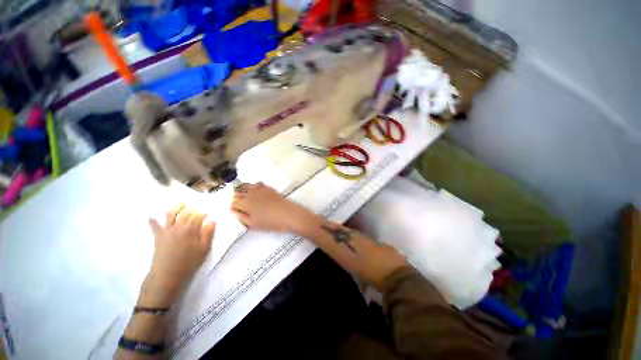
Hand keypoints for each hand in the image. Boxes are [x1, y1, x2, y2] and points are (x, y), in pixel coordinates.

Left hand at [140, 205, 215, 306]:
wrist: (167, 275)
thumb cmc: (189, 262)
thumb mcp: (204, 249)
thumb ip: (208, 233)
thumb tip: (211, 221)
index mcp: (191, 229)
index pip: (197, 216)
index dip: (202, 213)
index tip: (206, 214)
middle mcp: (178, 227)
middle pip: (185, 213)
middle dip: (191, 209)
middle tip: (195, 209)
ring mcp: (167, 231)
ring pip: (171, 215)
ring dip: (175, 208)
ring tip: (180, 204)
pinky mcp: (158, 237)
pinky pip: (155, 227)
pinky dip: (153, 222)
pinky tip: (151, 217)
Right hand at [231, 182, 315, 233]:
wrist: (289, 214)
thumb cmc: (271, 222)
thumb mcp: (253, 224)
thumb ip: (241, 217)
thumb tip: (234, 211)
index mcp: (245, 203)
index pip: (232, 202)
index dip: (232, 206)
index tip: (235, 211)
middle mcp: (251, 193)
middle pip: (237, 192)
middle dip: (236, 198)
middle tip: (240, 206)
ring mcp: (260, 189)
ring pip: (246, 186)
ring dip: (243, 191)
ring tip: (246, 198)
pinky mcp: (268, 187)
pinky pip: (256, 184)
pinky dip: (253, 187)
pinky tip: (255, 192)